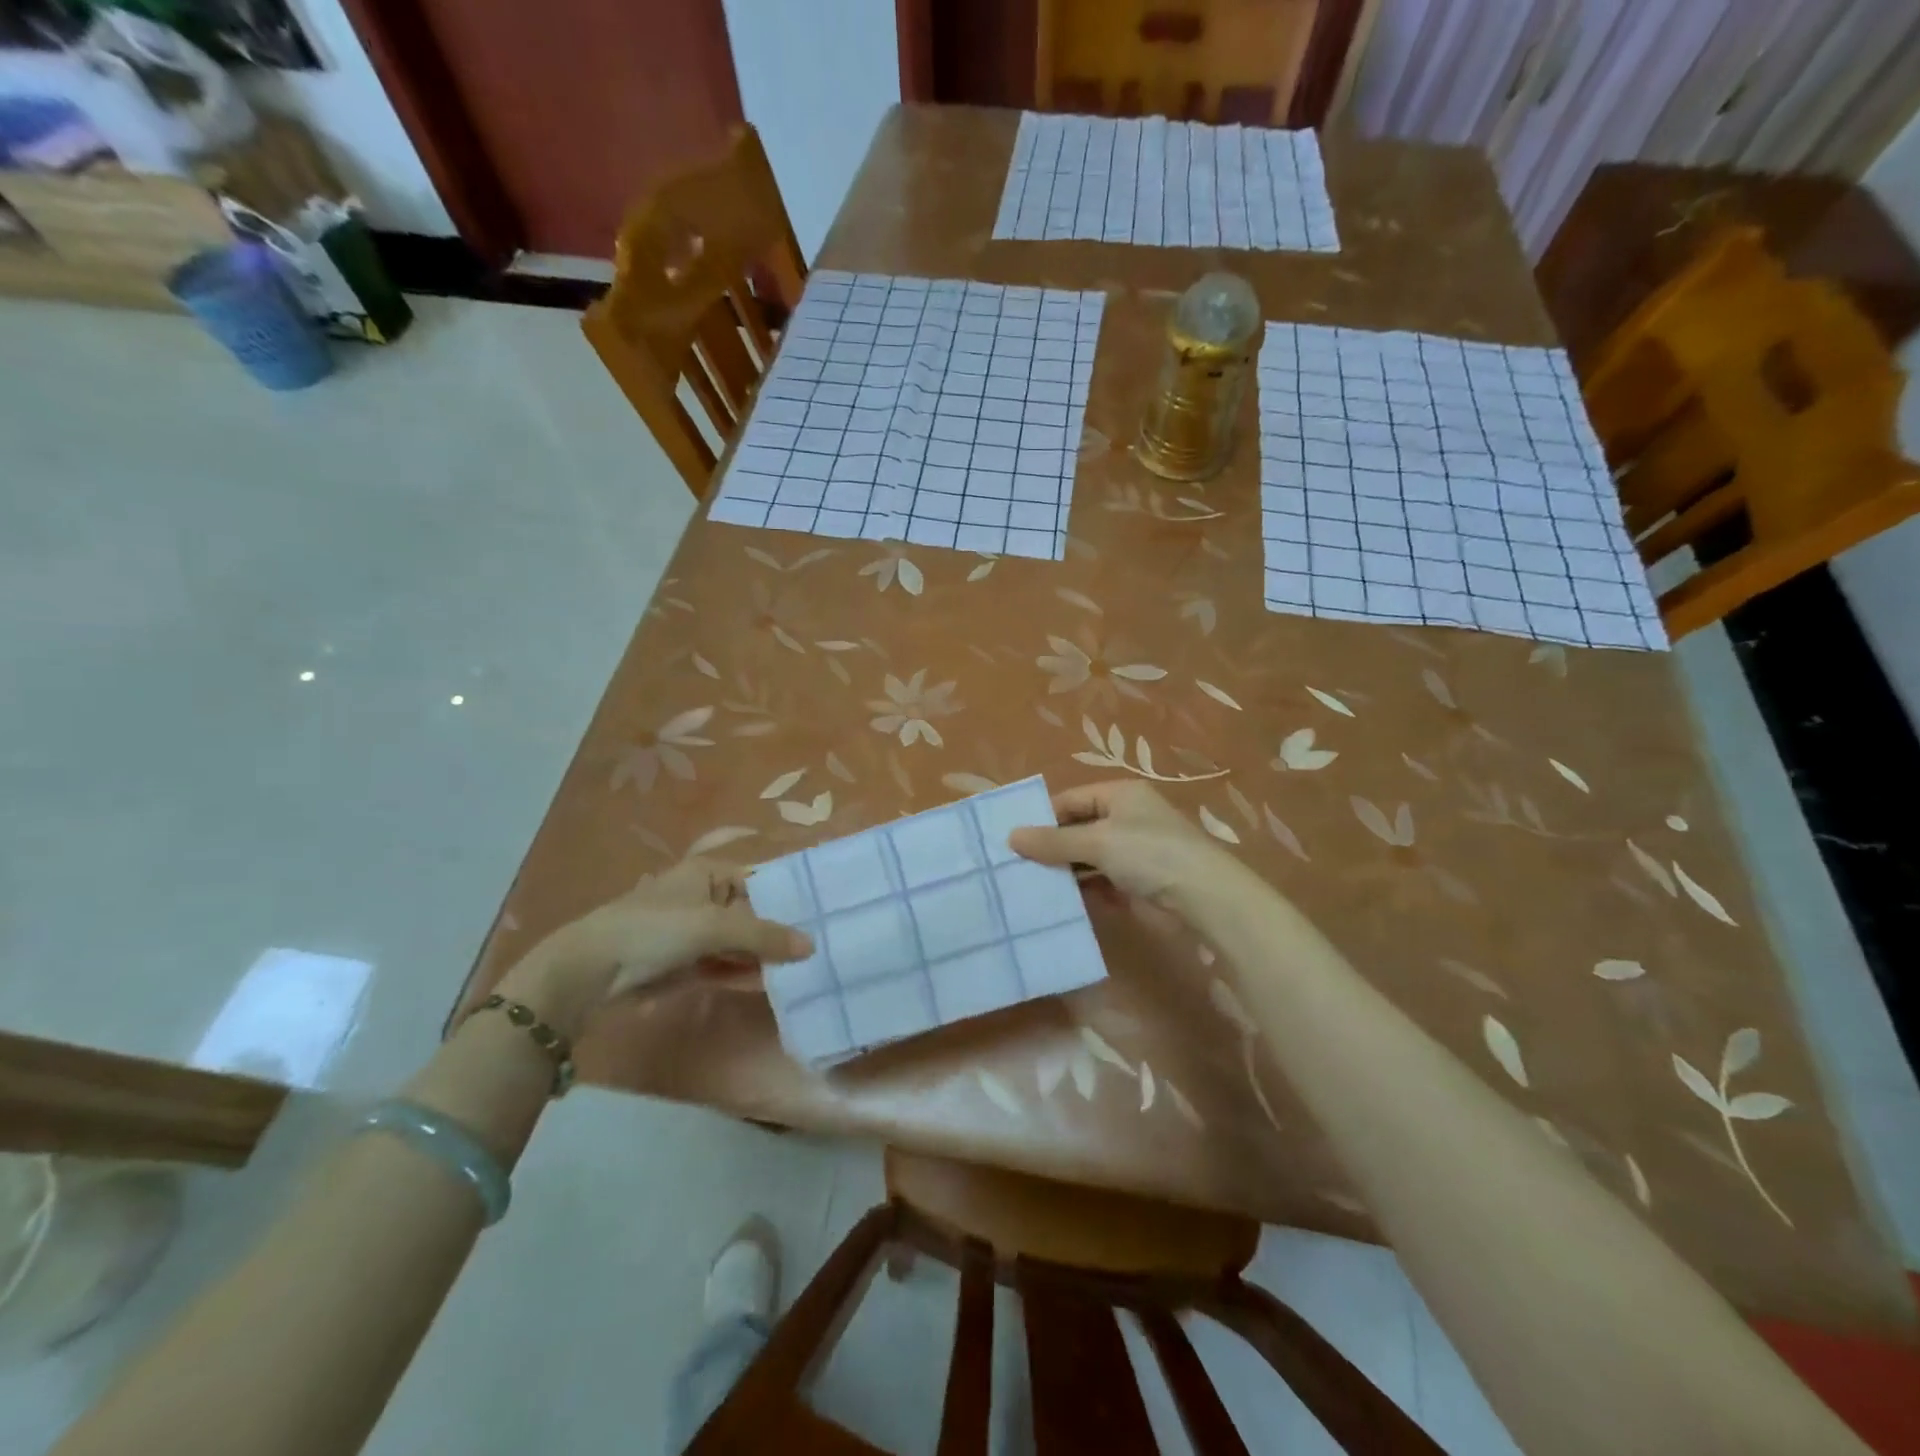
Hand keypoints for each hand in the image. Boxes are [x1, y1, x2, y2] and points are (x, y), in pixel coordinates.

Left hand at [497, 858, 811, 1034]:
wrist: (590, 971)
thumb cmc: (654, 929)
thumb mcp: (713, 926)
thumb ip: (763, 935)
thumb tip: (811, 945)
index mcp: (708, 873)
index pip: (760, 879)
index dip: (788, 896)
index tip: (822, 913)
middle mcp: (704, 898)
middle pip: (752, 913)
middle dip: (780, 931)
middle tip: (822, 946)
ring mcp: (694, 933)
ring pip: (740, 943)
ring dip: (765, 956)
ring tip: (806, 968)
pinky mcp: (686, 964)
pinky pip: (725, 966)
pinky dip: (745, 973)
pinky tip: (773, 984)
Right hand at [1008, 780, 1250, 914]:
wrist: (1205, 898)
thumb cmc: (1149, 854)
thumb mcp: (1097, 841)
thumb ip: (1054, 841)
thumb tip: (1011, 836)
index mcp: (1120, 794)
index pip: (1070, 800)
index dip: (1043, 818)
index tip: (1012, 841)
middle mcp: (1127, 818)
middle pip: (1078, 828)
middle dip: (1051, 847)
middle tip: (1016, 866)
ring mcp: (1134, 851)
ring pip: (1088, 858)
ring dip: (1065, 871)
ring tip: (1030, 886)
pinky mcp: (1138, 882)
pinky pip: (1101, 882)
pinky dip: (1083, 890)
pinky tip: (1060, 903)